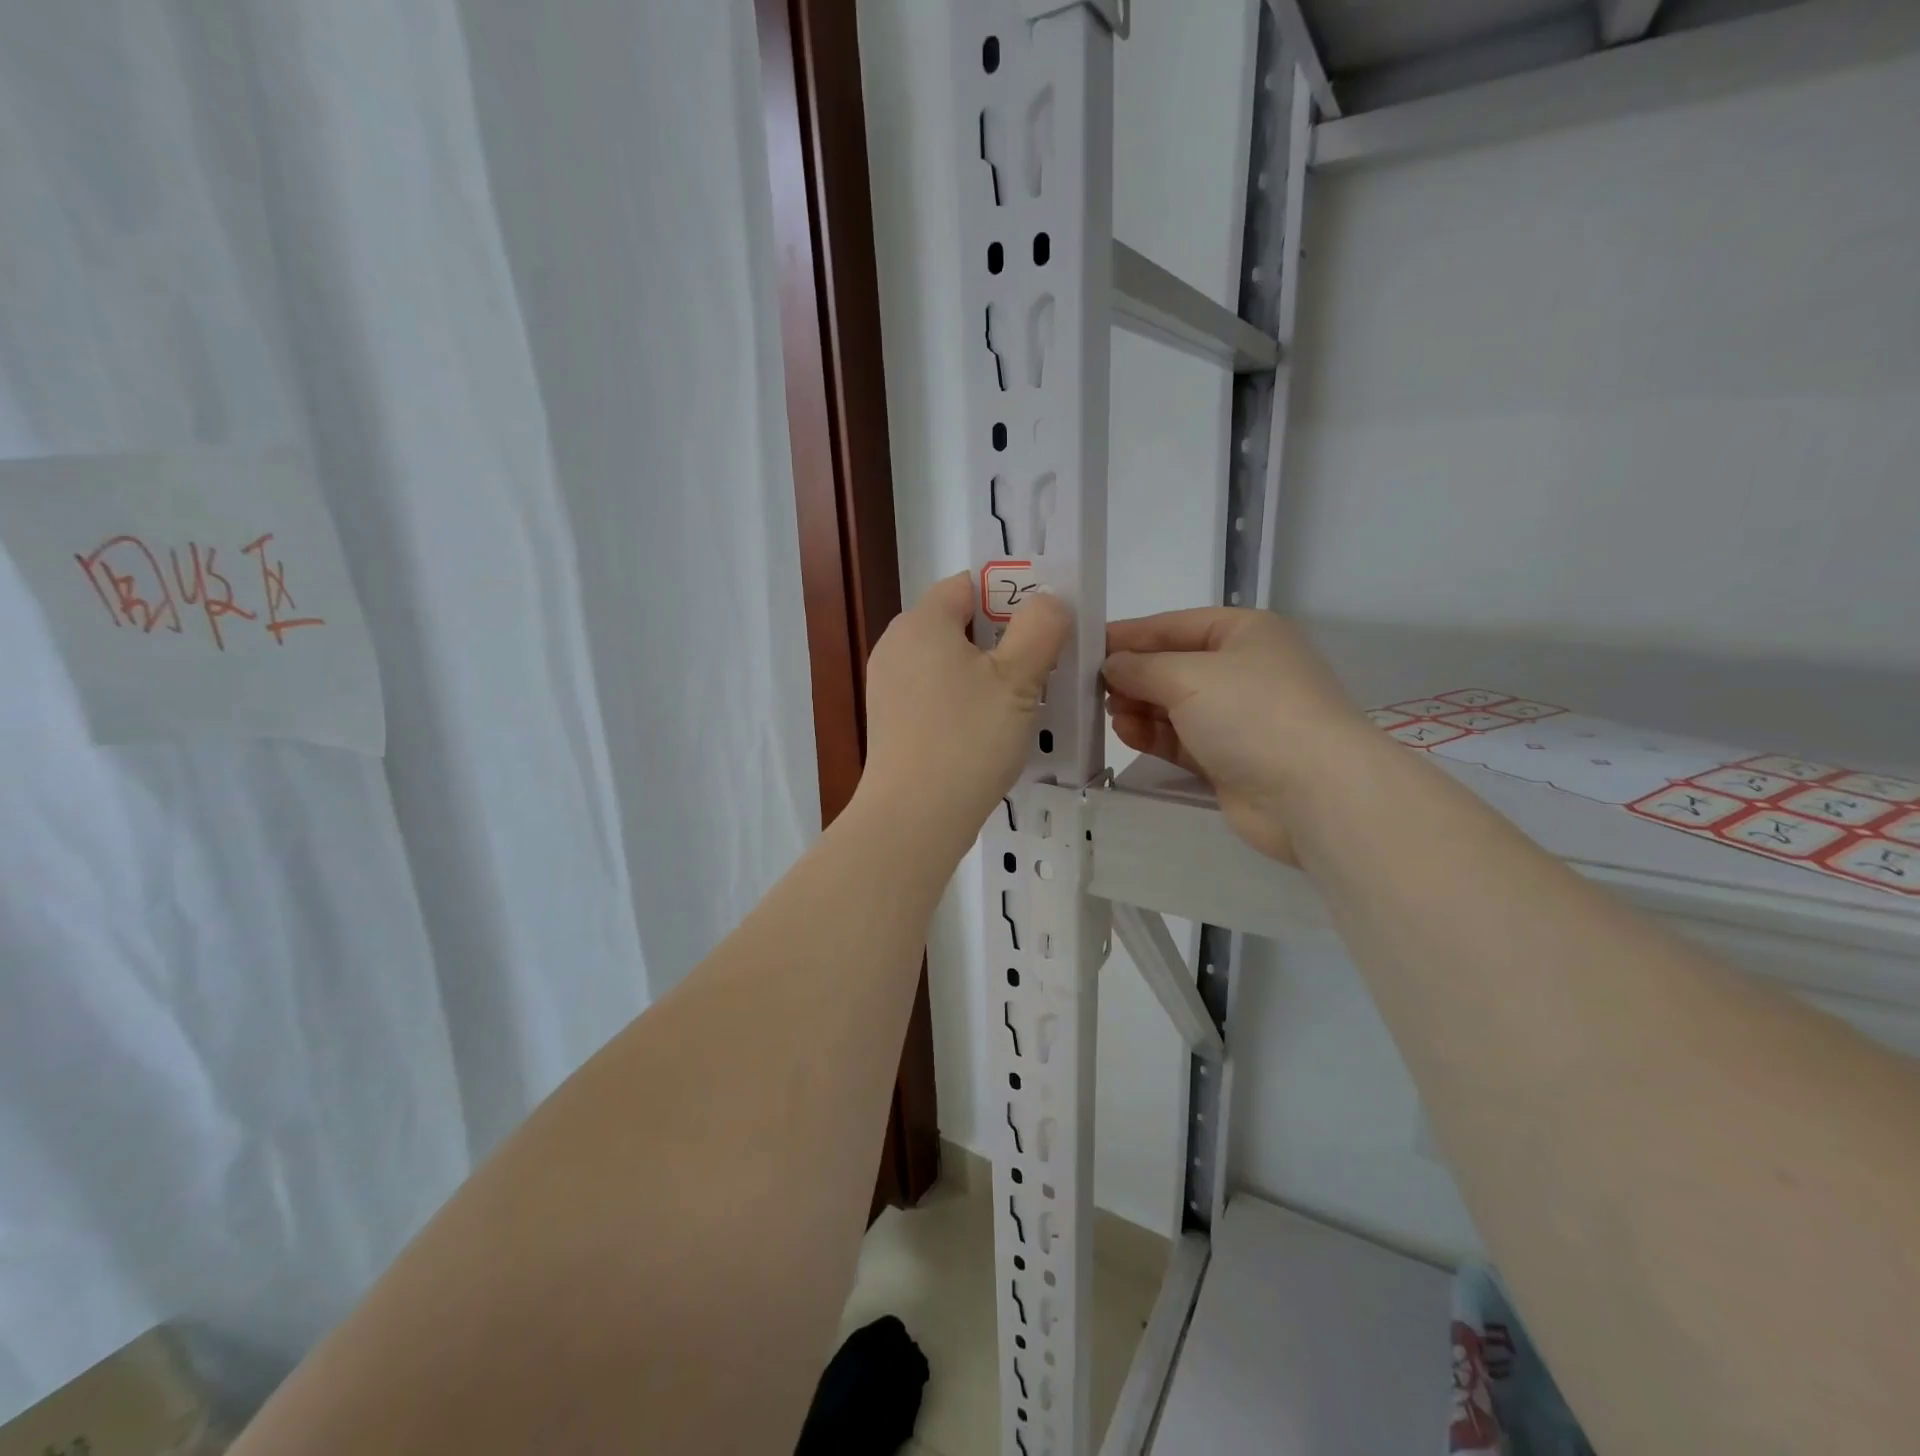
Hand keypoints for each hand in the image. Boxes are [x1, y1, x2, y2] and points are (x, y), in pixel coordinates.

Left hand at [860, 573, 1071, 840]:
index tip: (1044, 622)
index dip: (1010, 593)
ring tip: (1024, 699)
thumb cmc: (967, 739)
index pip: (967, 585)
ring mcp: (888, 687)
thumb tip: (1047, 600)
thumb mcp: (1017, 679)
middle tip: (1043, 663)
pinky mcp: (891, 723)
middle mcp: (896, 646)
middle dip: (1002, 637)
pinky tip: (990, 728)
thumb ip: (1039, 627)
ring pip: (948, 662)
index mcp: (921, 623)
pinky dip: (964, 700)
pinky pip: (935, 694)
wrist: (913, 819)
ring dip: (986, 672)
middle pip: (958, 623)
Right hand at [1104, 609, 1370, 863]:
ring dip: (1140, 707)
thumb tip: (1111, 666)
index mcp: (1244, 633)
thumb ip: (1142, 667)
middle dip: (1133, 675)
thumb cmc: (1253, 713)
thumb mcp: (1189, 676)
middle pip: (1173, 666)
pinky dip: (1154, 735)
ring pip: (1174, 705)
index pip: (1174, 625)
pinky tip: (1125, 733)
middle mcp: (1243, 670)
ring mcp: (1238, 717)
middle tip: (1089, 688)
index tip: (1086, 646)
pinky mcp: (1229, 759)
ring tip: (1108, 713)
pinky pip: (1181, 739)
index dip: (1130, 635)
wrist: (1314, 793)